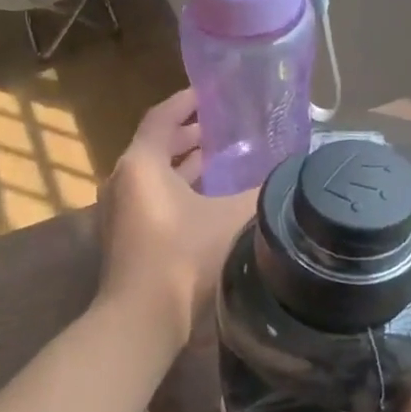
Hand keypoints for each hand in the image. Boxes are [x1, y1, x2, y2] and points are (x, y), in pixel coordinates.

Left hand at [97, 89, 255, 351]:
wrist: (141, 318)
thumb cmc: (182, 258)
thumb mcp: (230, 219)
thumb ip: (261, 192)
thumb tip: (292, 173)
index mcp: (140, 164)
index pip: (161, 117)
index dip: (186, 102)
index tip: (210, 93)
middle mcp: (122, 181)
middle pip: (155, 145)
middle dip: (187, 134)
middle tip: (223, 127)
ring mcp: (118, 211)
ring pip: (152, 175)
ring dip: (182, 164)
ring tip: (219, 158)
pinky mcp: (124, 237)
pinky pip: (151, 199)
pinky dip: (175, 190)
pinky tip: (205, 200)